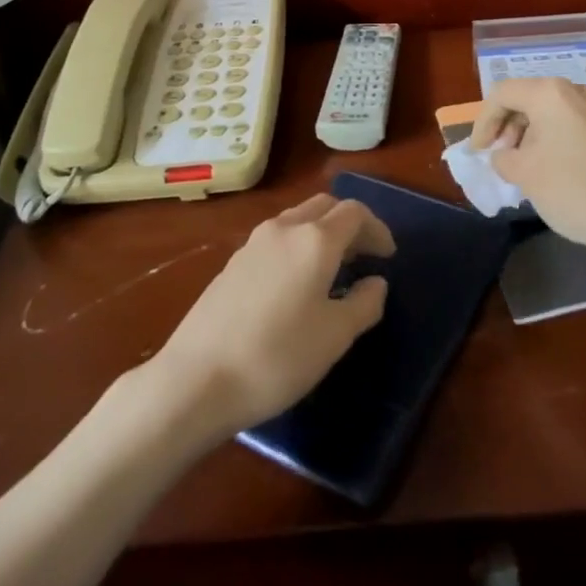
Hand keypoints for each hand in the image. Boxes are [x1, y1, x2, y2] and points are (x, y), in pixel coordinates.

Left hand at [147, 194, 393, 437]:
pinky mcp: (233, 263)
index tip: (388, 256)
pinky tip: (296, 283)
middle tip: (364, 257)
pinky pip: (277, 238)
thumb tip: (376, 282)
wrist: (197, 379)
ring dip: (322, 233)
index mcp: (315, 239)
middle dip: (350, 225)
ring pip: (298, 219)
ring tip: (333, 269)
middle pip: (325, 207)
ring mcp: (253, 243)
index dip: (377, 229)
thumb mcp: (335, 337)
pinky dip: (298, 246)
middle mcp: (284, 228)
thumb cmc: (278, 357)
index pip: (355, 212)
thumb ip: (364, 303)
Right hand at [469, 77, 585, 255]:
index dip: (484, 121)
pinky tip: (546, 165)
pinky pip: (567, 121)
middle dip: (506, 124)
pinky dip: (548, 136)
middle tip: (499, 155)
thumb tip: (505, 154)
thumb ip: (502, 156)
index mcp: (549, 93)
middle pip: (526, 97)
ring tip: (520, 163)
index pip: (502, 94)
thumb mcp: (523, 173)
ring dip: (527, 132)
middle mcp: (573, 89)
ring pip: (547, 109)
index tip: (479, 151)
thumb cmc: (571, 188)